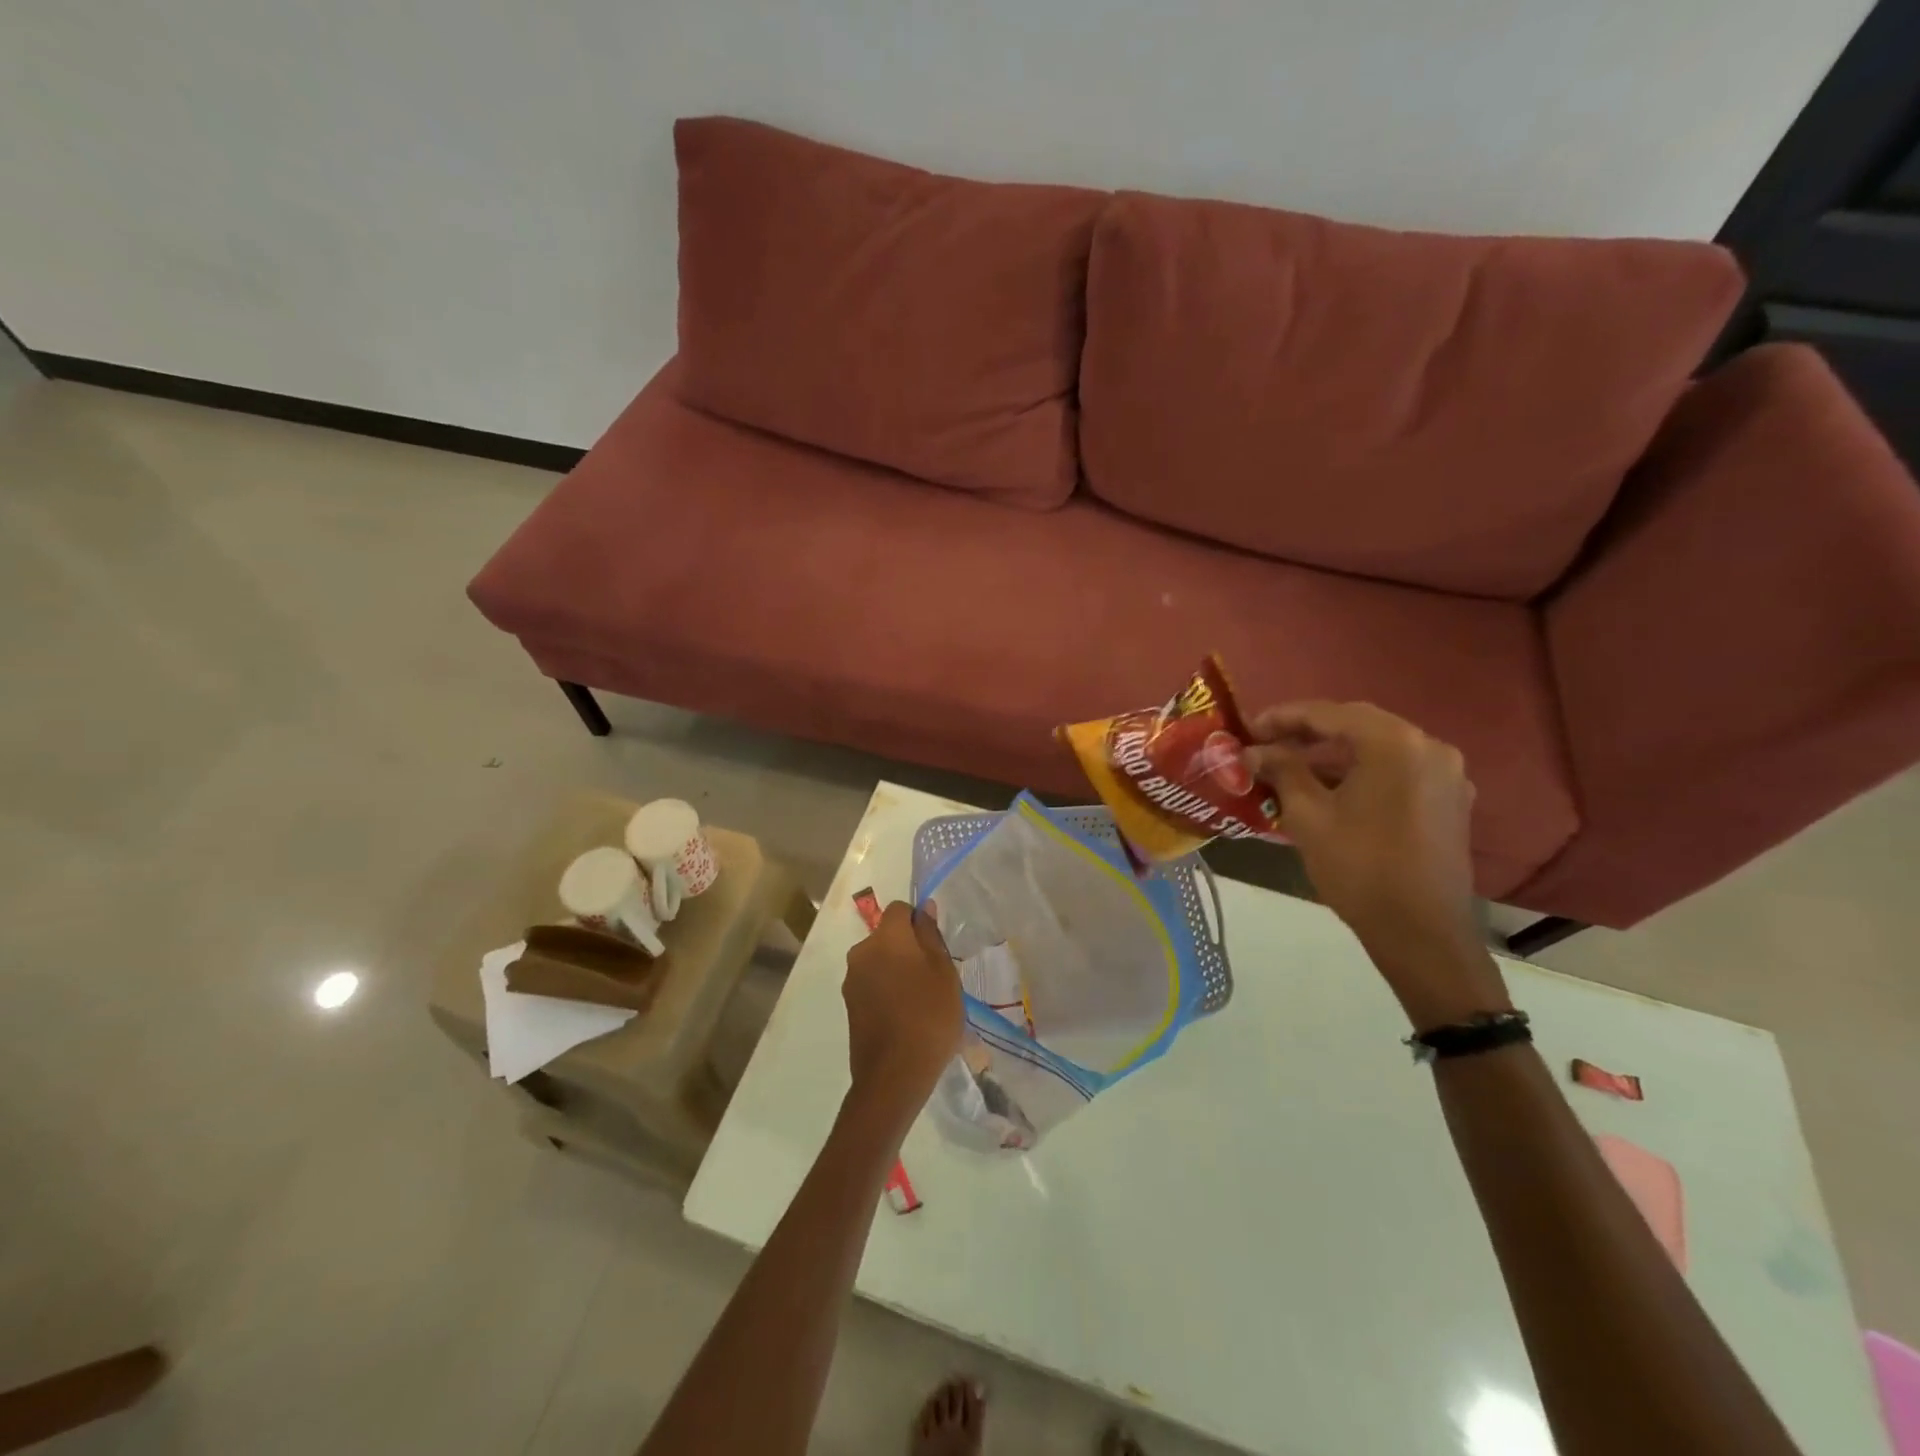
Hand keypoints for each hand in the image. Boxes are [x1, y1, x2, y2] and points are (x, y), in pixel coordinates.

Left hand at [842, 902, 963, 1113]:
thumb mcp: (944, 972)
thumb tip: (924, 908)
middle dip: (908, 948)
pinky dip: (887, 990)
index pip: (900, 910)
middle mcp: (862, 952)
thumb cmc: (929, 1016)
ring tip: (921, 1000)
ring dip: (897, 970)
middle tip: (934, 976)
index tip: (936, 947)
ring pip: (880, 961)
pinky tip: (905, 1016)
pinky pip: (872, 984)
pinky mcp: (849, 1004)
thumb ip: (931, 935)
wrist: (894, 1074)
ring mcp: (852, 980)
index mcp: (886, 937)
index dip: (919, 921)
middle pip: (888, 936)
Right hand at [1243, 701, 1509, 1029]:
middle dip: (1309, 731)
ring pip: (1378, 748)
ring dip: (1335, 752)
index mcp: (1395, 744)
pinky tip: (1331, 789)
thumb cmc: (1359, 868)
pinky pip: (1397, 770)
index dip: (1284, 717)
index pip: (1329, 713)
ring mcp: (1446, 774)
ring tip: (1292, 766)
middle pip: (1358, 725)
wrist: (1422, 933)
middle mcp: (1429, 747)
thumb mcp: (1308, 816)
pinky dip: (1361, 771)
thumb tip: (1253, 750)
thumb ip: (1282, 771)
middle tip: (1267, 743)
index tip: (1249, 727)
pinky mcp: (1450, 800)